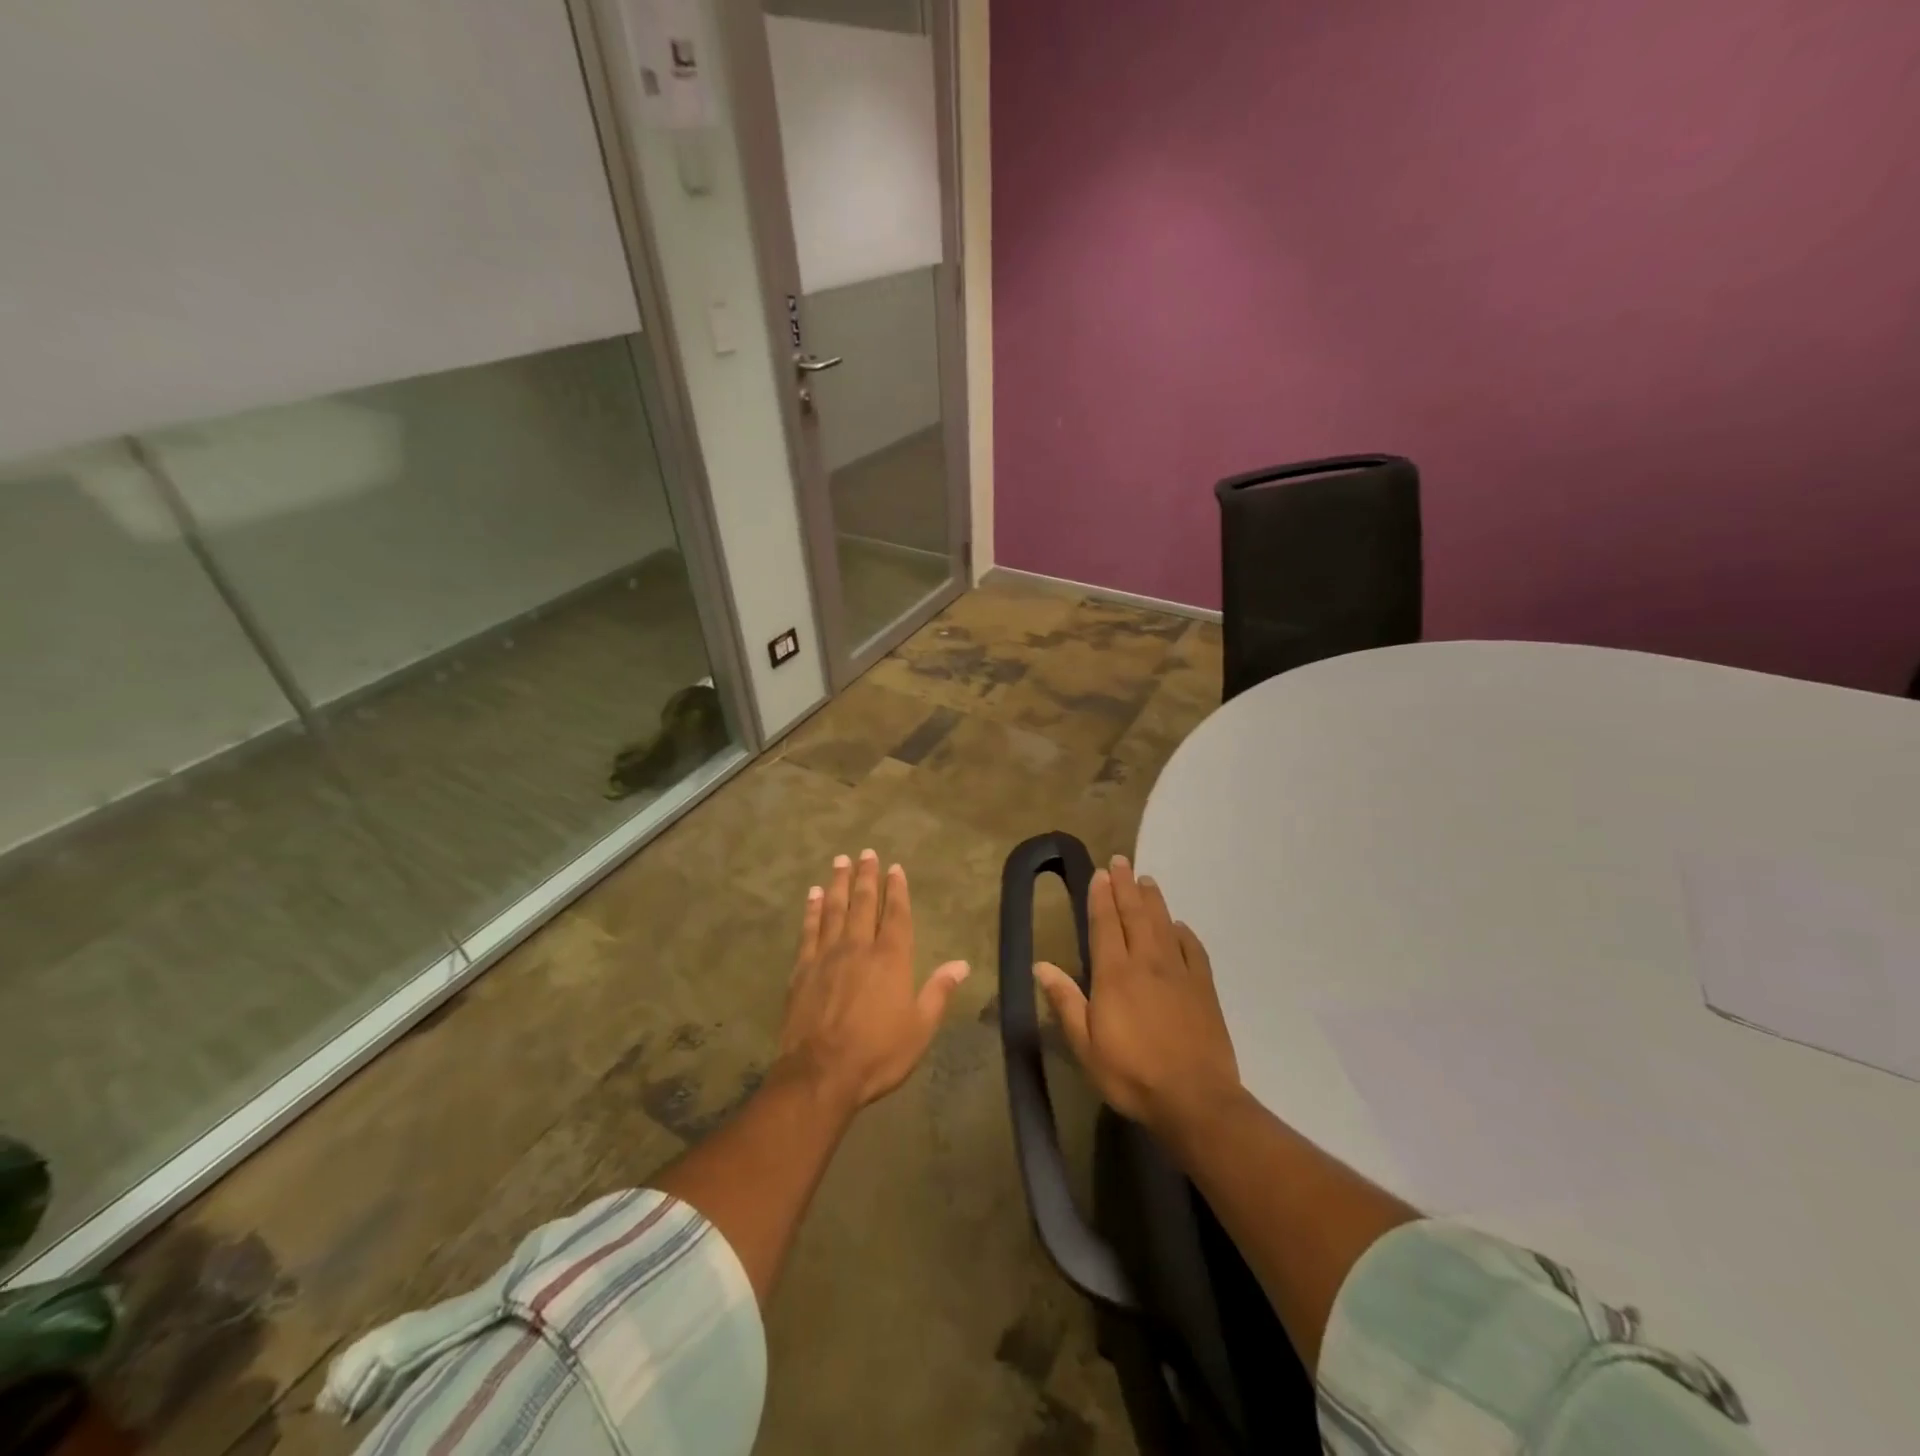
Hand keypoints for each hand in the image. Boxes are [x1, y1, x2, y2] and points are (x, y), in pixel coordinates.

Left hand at [777, 849, 969, 1113]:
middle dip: (866, 876)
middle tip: (865, 852)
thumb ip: (938, 992)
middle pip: (863, 903)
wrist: (820, 1074)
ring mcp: (827, 955)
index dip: (896, 889)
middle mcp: (859, 947)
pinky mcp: (802, 969)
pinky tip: (812, 895)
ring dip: (838, 883)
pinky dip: (811, 910)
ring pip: (834, 909)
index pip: (896, 914)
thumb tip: (961, 964)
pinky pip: (808, 930)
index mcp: (891, 958)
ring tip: (840, 861)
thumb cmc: (877, 1054)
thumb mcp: (920, 1028)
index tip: (895, 868)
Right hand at [1035, 855, 1243, 1142]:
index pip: (1106, 924)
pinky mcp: (1204, 988)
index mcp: (1115, 974)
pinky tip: (1178, 926)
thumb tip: (1040, 965)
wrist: (1195, 1099)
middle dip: (1125, 886)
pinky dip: (1183, 932)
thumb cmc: (1132, 1074)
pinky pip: (1193, 949)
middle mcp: (1147, 963)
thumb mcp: (1086, 1045)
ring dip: (1153, 900)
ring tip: (1146, 880)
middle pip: (1135, 915)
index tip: (1100, 873)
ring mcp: (1179, 973)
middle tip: (1121, 861)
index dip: (1101, 897)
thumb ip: (1065, 1001)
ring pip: (1163, 924)